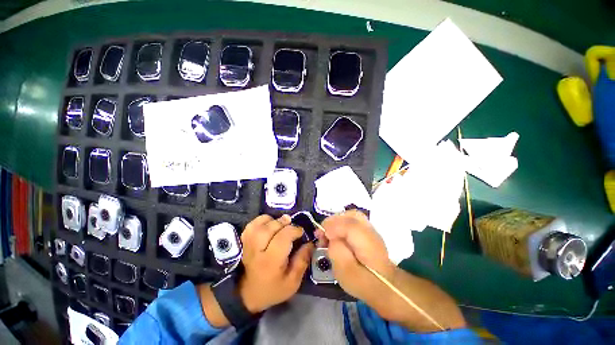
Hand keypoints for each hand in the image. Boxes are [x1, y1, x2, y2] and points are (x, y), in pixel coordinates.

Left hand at [238, 214, 313, 312]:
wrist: (247, 295)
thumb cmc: (272, 289)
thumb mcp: (292, 282)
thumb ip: (302, 261)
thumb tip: (311, 243)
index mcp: (271, 262)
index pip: (283, 238)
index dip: (294, 230)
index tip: (301, 232)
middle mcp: (257, 250)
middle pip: (270, 228)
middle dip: (284, 223)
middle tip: (291, 226)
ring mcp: (248, 245)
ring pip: (260, 224)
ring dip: (273, 220)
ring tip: (281, 223)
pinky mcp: (244, 241)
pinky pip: (252, 225)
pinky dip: (261, 220)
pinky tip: (269, 223)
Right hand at [321, 210, 465, 331]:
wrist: (385, 285)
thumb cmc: (364, 283)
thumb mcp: (345, 273)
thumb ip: (336, 251)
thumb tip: (332, 236)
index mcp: (368, 243)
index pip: (349, 225)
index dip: (332, 227)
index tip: (321, 237)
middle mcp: (371, 231)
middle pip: (351, 215)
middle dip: (333, 221)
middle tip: (322, 234)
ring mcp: (371, 229)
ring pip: (352, 215)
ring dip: (337, 221)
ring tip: (328, 232)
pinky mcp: (368, 230)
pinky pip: (353, 219)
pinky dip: (342, 222)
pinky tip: (337, 232)